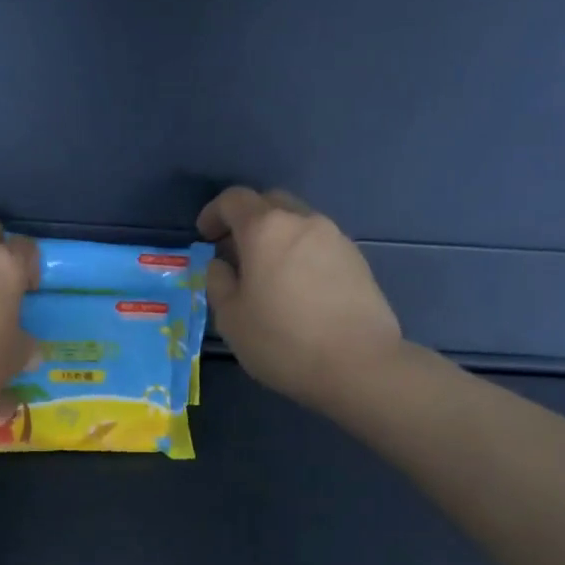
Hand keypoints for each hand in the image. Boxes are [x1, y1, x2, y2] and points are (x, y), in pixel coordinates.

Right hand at [198, 186, 403, 413]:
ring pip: (298, 223)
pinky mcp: (357, 260)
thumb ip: (218, 283)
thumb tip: (221, 265)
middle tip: (234, 252)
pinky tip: (298, 288)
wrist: (358, 364)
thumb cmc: (282, 341)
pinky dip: (301, 254)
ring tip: (267, 273)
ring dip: (277, 238)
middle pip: (270, 203)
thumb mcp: (231, 318)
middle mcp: (303, 221)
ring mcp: (335, 238)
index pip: (234, 200)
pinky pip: (319, 244)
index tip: (205, 236)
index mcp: (266, 229)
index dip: (214, 213)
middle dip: (247, 220)